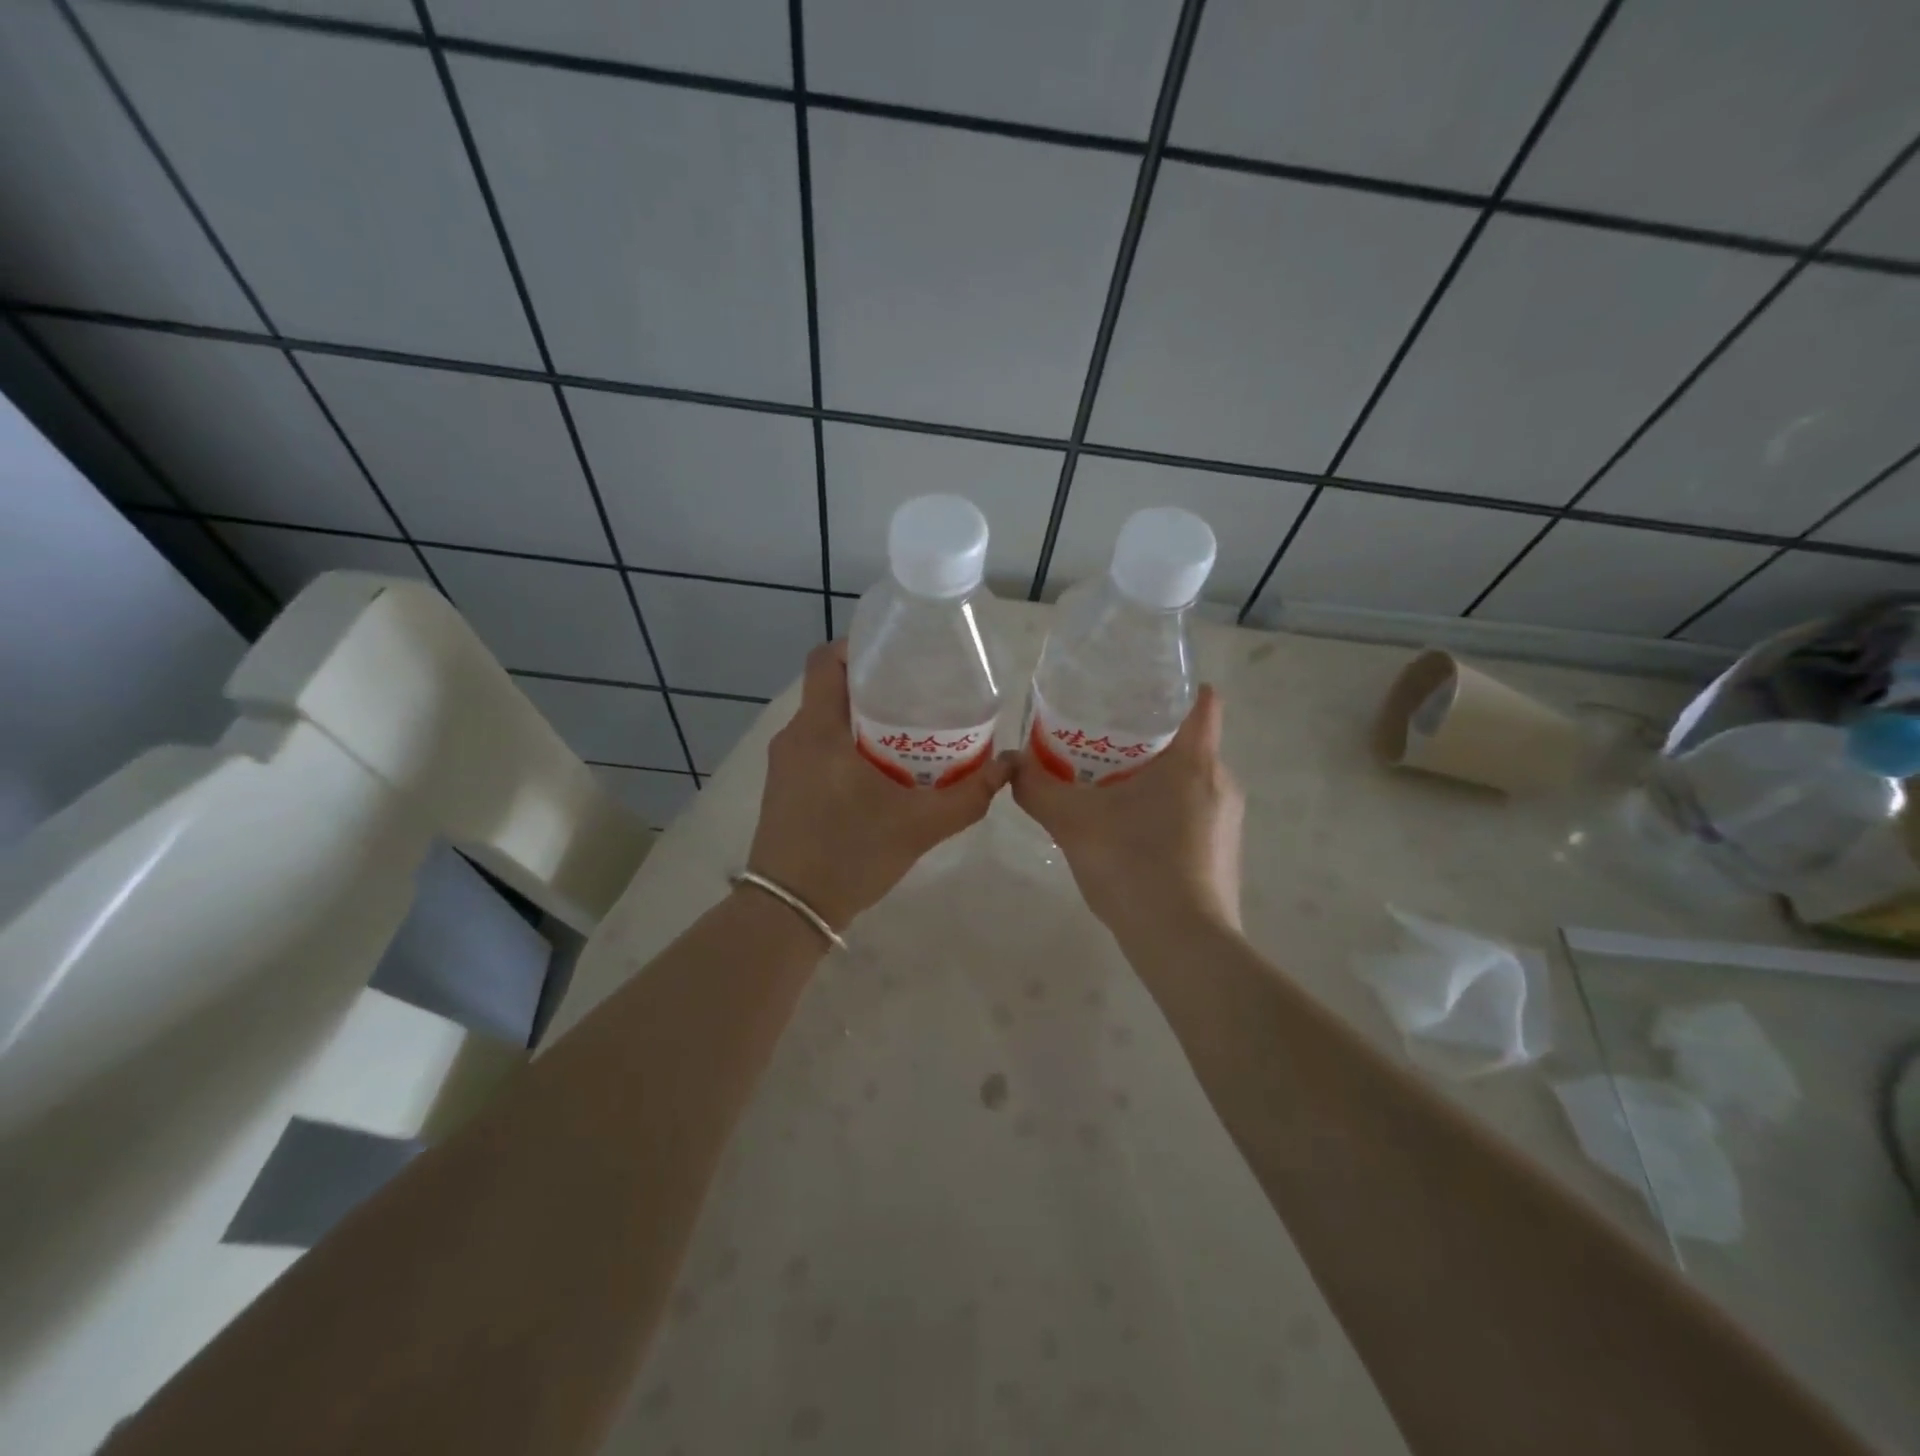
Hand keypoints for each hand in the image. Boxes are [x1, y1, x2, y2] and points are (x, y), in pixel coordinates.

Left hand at [747, 642, 1011, 930]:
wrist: (789, 912)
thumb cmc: (849, 856)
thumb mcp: (919, 826)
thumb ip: (968, 796)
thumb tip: (1010, 766)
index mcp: (818, 731)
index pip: (825, 660)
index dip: (858, 645)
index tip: (898, 654)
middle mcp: (794, 737)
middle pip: (829, 688)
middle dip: (872, 683)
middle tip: (918, 691)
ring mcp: (784, 764)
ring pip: (823, 719)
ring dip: (860, 716)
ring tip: (907, 727)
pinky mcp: (783, 787)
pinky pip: (816, 745)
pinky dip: (845, 742)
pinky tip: (879, 767)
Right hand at [1010, 684, 1243, 934]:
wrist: (1183, 944)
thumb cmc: (1134, 866)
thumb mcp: (1073, 823)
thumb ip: (1038, 789)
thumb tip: (1010, 764)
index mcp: (1194, 760)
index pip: (1200, 701)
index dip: (1173, 689)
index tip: (1137, 693)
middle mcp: (1221, 781)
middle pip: (1189, 740)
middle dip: (1148, 737)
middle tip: (1101, 742)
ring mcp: (1228, 820)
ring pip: (1191, 780)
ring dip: (1155, 777)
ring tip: (1110, 787)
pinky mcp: (1224, 852)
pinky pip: (1194, 813)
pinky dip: (1165, 810)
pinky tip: (1130, 833)